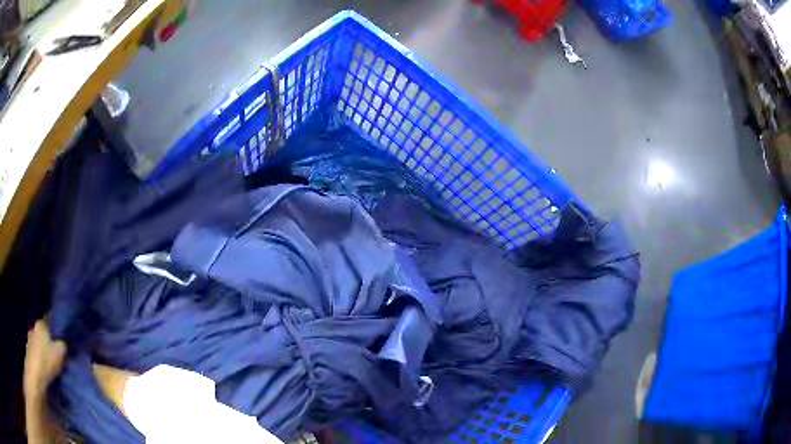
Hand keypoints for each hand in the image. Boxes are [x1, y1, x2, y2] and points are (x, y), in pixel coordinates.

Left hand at [24, 320, 66, 396]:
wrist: (35, 375)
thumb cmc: (46, 361)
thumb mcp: (60, 353)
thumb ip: (62, 345)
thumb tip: (62, 343)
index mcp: (40, 324)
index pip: (48, 321)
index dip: (54, 329)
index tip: (60, 339)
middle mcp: (33, 328)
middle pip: (43, 333)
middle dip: (48, 341)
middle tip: (56, 354)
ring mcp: (29, 340)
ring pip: (39, 343)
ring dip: (43, 351)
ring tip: (51, 364)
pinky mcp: (29, 352)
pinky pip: (36, 353)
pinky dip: (40, 359)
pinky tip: (44, 368)